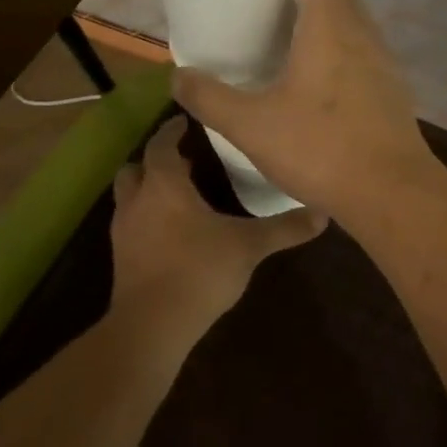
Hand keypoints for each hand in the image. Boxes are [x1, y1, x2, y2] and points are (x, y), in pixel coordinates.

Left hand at [108, 116, 324, 345]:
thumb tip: (324, 213)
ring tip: (181, 194)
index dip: (172, 130)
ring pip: (130, 197)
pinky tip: (173, 232)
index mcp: (164, 185)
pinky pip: (132, 225)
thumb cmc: (198, 270)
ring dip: (149, 190)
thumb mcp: (248, 246)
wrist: (152, 326)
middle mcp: (138, 201)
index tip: (187, 120)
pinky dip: (147, 219)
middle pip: (136, 168)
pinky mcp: (122, 258)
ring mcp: (124, 231)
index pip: (161, 144)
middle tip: (185, 159)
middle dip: (156, 160)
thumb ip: (284, 228)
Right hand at [171, 0, 442, 224]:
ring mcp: (384, 63)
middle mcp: (363, 34)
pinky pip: (366, 49)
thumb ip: (210, 98)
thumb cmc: (321, 148)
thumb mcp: (251, 125)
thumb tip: (176, 77)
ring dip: (331, 11)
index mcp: (331, 26)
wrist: (392, 192)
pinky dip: (343, 43)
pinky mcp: (393, 90)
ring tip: (296, 29)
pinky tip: (321, 77)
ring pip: (358, 20)